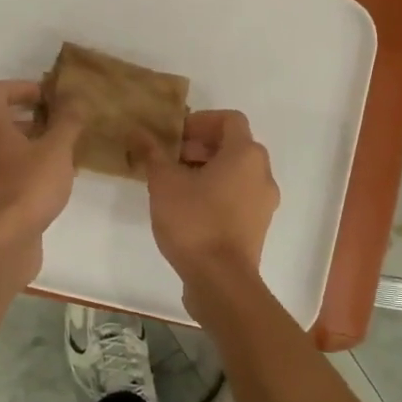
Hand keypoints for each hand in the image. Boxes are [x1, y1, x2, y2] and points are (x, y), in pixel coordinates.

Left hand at [0, 79, 83, 274]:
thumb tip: (74, 100)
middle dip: (20, 118)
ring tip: (52, 153)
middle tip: (48, 124)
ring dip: (19, 144)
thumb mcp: (57, 149)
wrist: (2, 240)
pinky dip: (16, 168)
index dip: (22, 88)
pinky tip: (45, 180)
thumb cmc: (28, 185)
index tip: (47, 98)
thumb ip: (67, 122)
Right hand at [135, 110, 278, 284]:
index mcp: (245, 155)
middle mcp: (262, 173)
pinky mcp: (257, 225)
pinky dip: (217, 191)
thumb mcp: (164, 184)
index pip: (229, 119)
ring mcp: (264, 202)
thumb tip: (138, 132)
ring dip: (208, 169)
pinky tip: (189, 208)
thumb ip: (153, 153)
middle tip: (171, 158)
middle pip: (234, 145)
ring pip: (237, 172)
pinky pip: (239, 195)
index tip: (176, 136)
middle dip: (201, 146)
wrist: (221, 281)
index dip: (201, 121)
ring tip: (176, 184)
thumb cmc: (194, 222)